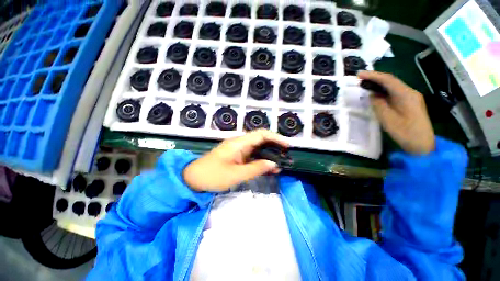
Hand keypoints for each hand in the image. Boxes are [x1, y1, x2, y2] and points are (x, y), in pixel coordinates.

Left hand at [183, 129, 288, 191]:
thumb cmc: (212, 175)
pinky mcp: (237, 157)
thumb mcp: (236, 174)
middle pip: (261, 140)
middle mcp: (240, 143)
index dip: (276, 137)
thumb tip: (274, 164)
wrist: (194, 179)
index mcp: (239, 143)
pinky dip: (261, 161)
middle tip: (287, 155)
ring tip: (281, 163)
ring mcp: (239, 150)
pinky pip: (252, 156)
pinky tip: (269, 168)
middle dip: (275, 146)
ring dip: (269, 155)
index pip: (261, 134)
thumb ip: (256, 168)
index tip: (287, 145)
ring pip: (258, 149)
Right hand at [358, 71, 434, 154]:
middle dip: (375, 78)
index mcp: (406, 95)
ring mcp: (411, 98)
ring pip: (393, 87)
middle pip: (391, 81)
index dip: (373, 75)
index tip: (359, 75)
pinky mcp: (410, 103)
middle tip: (360, 79)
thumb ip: (379, 105)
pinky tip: (376, 94)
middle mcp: (410, 93)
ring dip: (379, 85)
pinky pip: (395, 93)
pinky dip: (384, 91)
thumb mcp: (388, 119)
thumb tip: (373, 95)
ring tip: (365, 85)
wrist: (422, 145)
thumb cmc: (405, 133)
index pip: (388, 80)